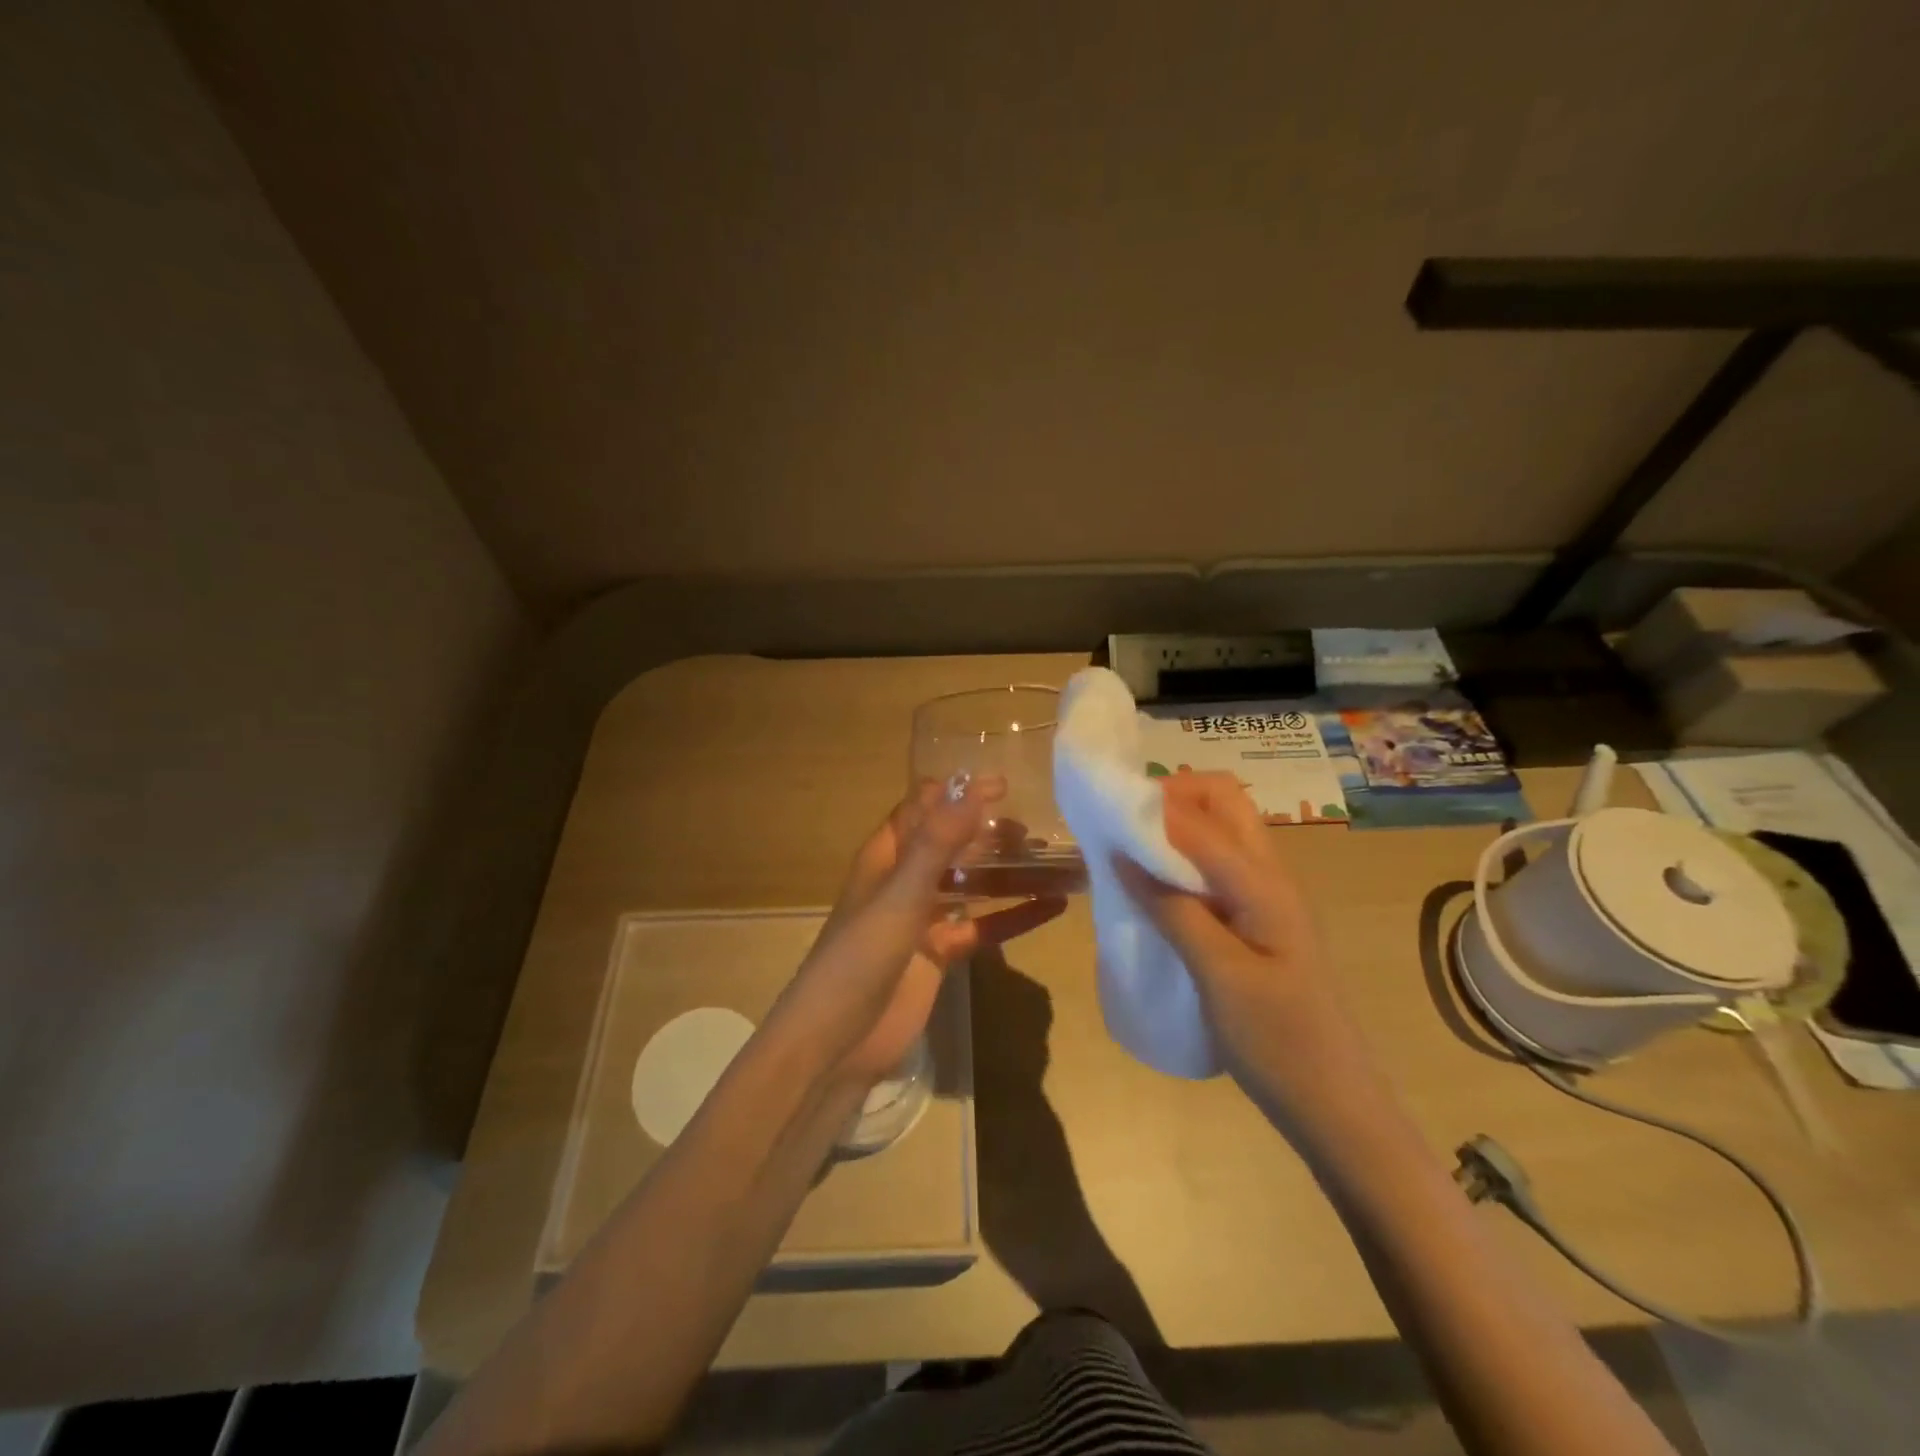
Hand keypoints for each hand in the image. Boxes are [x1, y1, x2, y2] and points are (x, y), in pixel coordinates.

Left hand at [780, 779, 1065, 1087]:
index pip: (923, 810)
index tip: (1004, 784)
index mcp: (885, 857)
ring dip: (1005, 872)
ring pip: (971, 885)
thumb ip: (937, 844)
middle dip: (987, 832)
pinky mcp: (941, 954)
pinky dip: (1014, 916)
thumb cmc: (861, 956)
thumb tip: (973, 789)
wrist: (839, 1041)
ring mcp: (923, 919)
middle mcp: (904, 881)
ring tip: (1050, 859)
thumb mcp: (900, 894)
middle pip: (951, 845)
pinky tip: (1053, 906)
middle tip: (1034, 828)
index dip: (958, 793)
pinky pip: (983, 926)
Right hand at [1119, 772, 1347, 1061]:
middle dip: (1172, 799)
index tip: (1105, 820)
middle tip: (1124, 830)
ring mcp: (1267, 899)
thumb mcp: (1218, 976)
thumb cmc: (1278, 1043)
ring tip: (1131, 856)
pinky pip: (1217, 869)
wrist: (1334, 1106)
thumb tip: (1123, 854)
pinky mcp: (1258, 922)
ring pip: (1221, 833)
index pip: (1201, 817)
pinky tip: (1155, 894)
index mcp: (1263, 883)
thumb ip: (1173, 910)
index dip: (1152, 808)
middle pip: (1223, 802)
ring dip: (1176, 829)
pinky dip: (1183, 863)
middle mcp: (1269, 876)